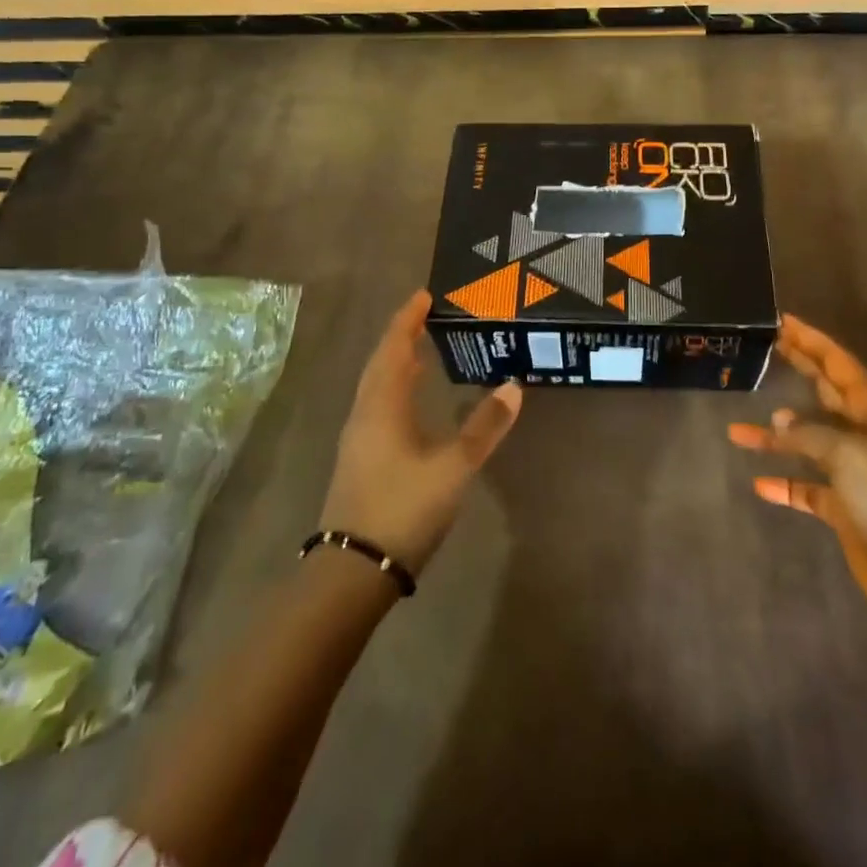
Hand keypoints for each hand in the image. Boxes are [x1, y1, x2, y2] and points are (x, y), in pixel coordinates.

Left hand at [319, 290, 521, 574]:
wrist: (353, 570)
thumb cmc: (403, 508)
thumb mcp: (453, 467)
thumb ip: (484, 427)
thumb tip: (514, 387)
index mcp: (382, 405)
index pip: (394, 348)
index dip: (407, 320)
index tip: (423, 296)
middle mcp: (364, 413)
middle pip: (380, 363)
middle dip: (400, 337)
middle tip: (423, 317)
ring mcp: (358, 438)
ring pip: (375, 386)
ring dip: (395, 364)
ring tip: (419, 352)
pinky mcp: (359, 460)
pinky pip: (376, 406)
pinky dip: (393, 390)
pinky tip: (409, 403)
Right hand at [726, 312, 866, 637]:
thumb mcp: (852, 455)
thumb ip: (810, 433)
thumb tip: (778, 421)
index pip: (839, 364)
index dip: (812, 341)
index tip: (782, 320)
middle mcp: (864, 437)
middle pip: (825, 394)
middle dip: (798, 370)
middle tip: (765, 348)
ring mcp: (855, 475)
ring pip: (808, 444)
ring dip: (775, 437)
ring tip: (737, 430)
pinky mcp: (846, 511)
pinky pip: (807, 490)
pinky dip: (784, 485)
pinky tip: (759, 485)